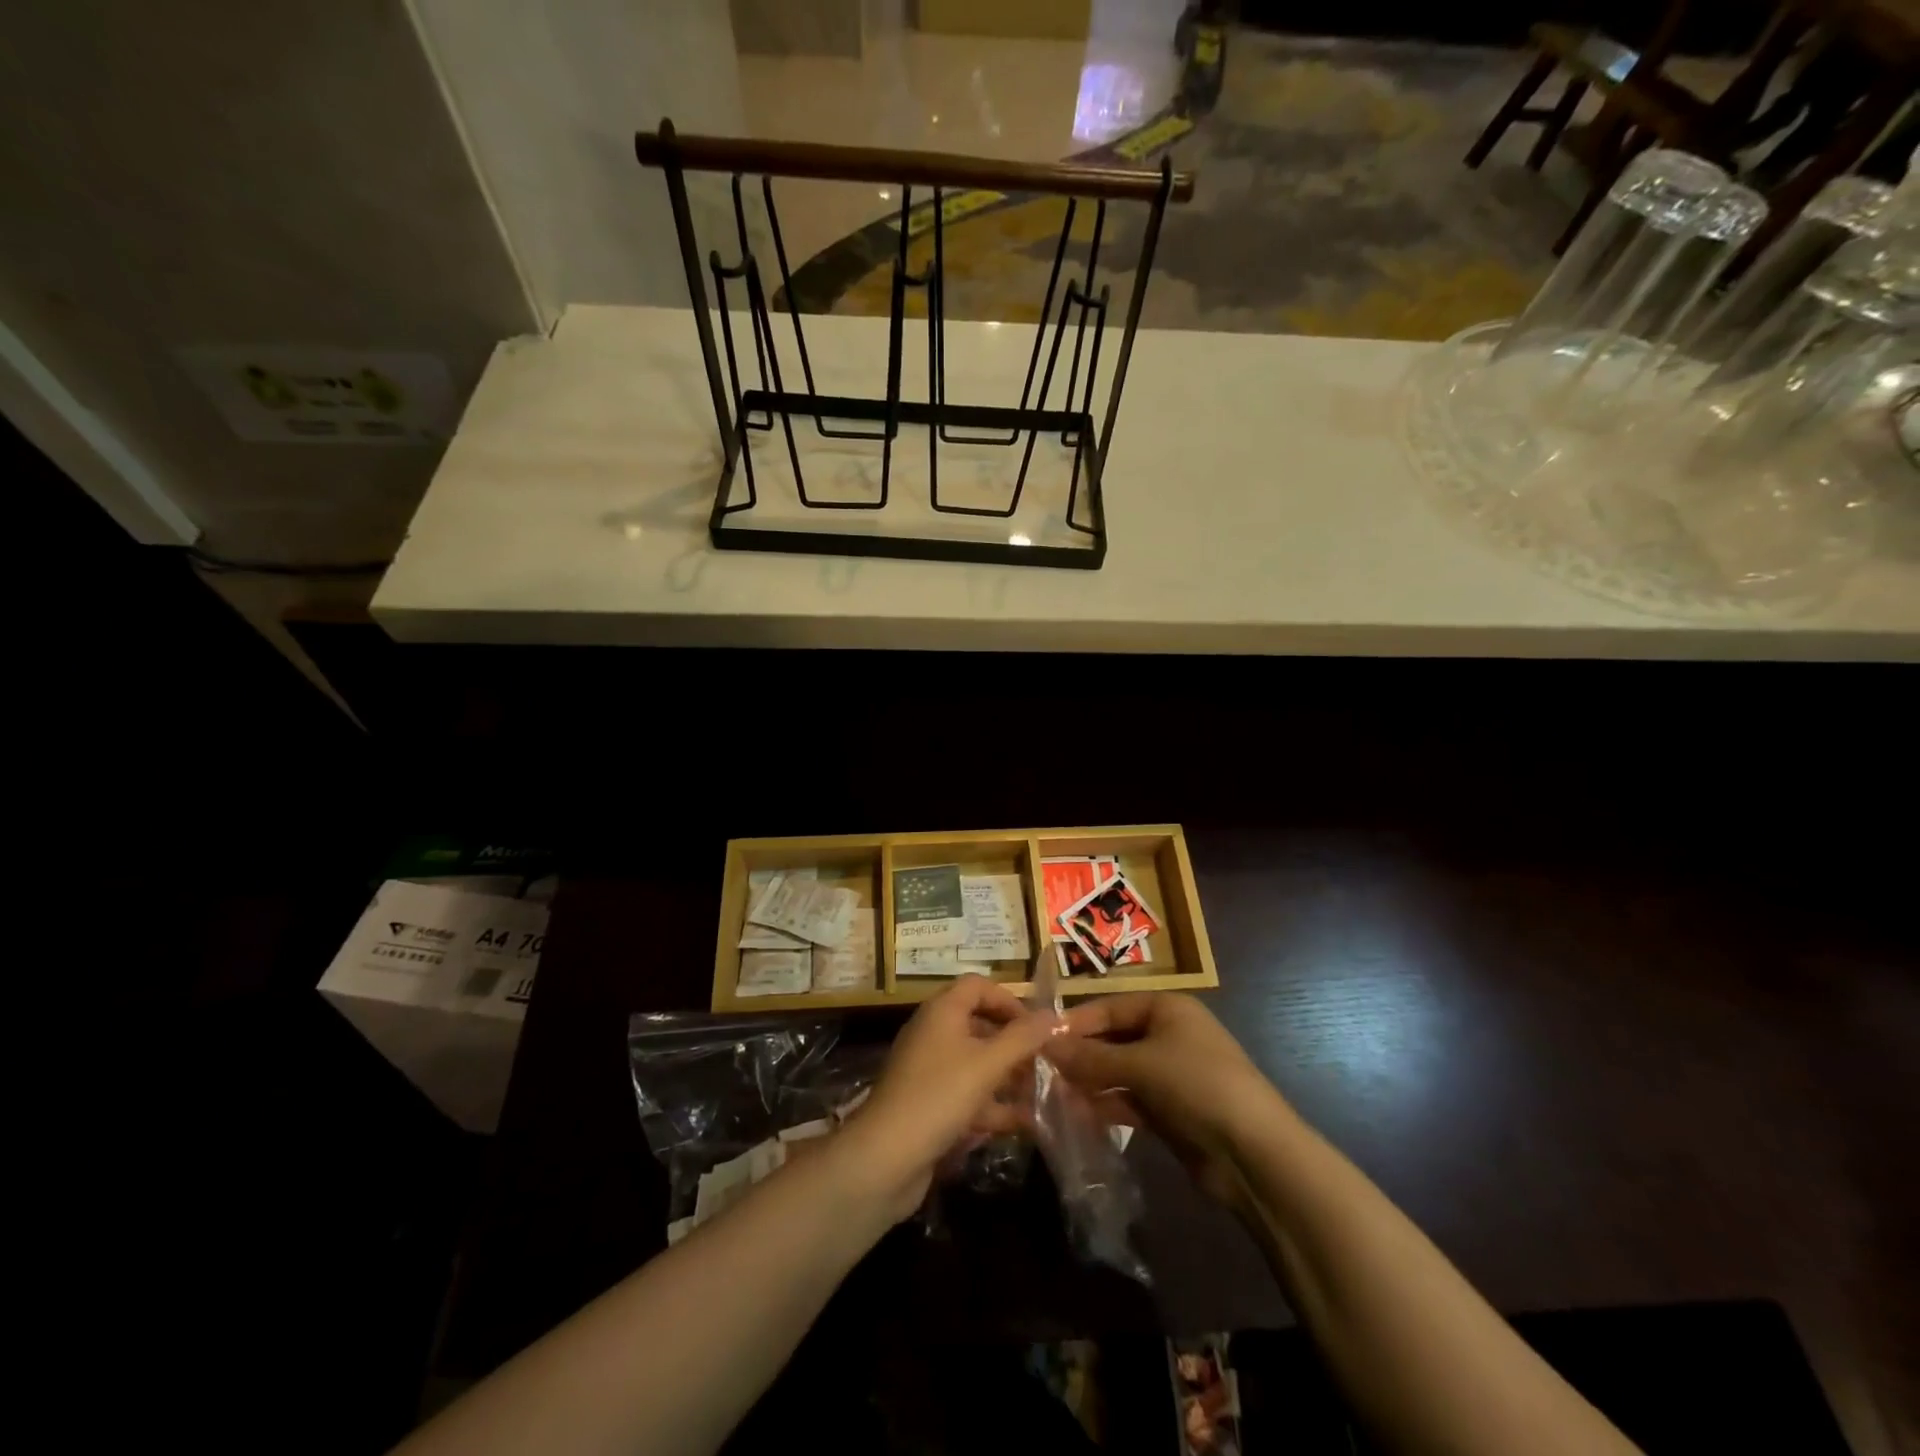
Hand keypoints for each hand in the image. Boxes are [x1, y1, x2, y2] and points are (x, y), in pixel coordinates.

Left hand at [838, 975, 1059, 1220]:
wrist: (885, 1158)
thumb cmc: (939, 1096)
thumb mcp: (987, 1064)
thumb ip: (1022, 1038)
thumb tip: (1053, 1015)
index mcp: (942, 1012)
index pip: (977, 986)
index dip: (1008, 999)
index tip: (1036, 1026)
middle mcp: (933, 1033)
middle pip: (978, 1023)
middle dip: (1012, 1041)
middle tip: (1044, 1060)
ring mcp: (929, 1071)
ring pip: (975, 1062)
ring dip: (1007, 1075)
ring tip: (1041, 1092)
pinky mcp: (929, 1105)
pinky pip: (966, 1094)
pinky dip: (992, 1105)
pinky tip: (1022, 1124)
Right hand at [1049, 993, 1285, 1208]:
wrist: (1255, 1154)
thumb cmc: (1197, 1085)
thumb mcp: (1140, 1064)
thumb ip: (1090, 1057)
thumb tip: (1044, 1044)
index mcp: (1166, 1008)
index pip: (1109, 1007)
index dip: (1076, 1023)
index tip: (1039, 1041)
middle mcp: (1168, 1034)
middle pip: (1113, 1039)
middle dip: (1081, 1055)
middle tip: (1042, 1071)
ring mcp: (1170, 1073)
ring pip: (1119, 1071)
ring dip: (1090, 1082)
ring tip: (1053, 1096)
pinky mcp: (1171, 1110)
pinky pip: (1130, 1099)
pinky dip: (1107, 1105)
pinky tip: (1080, 1116)